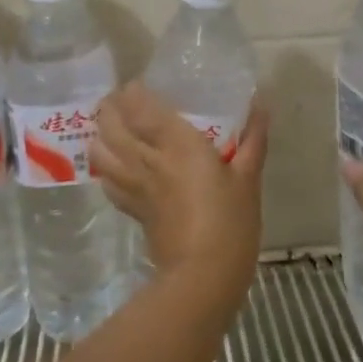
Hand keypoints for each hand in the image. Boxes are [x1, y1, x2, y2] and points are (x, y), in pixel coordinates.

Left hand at [90, 82, 266, 296]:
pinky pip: (107, 180)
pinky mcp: (131, 208)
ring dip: (101, 133)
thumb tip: (262, 104)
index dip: (132, 90)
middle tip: (124, 101)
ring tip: (115, 127)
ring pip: (100, 150)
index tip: (141, 84)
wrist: (203, 277)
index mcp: (177, 144)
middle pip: (111, 124)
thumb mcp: (248, 178)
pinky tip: (117, 164)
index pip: (139, 105)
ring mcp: (135, 185)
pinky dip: (105, 165)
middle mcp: (147, 159)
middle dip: (110, 107)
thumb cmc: (231, 222)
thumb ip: (253, 139)